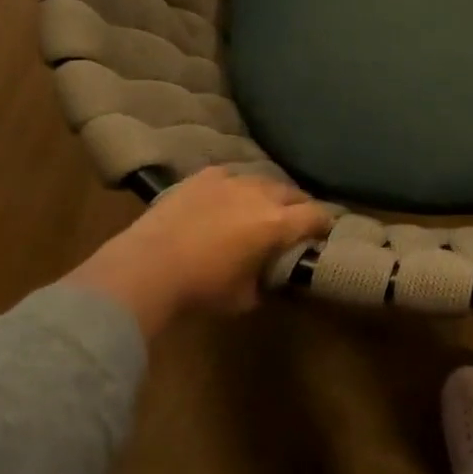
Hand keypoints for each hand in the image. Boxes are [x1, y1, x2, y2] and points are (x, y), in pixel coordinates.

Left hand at [64, 168, 331, 336]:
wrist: (147, 267)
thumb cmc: (201, 289)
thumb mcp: (244, 298)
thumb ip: (266, 282)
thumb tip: (270, 276)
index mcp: (277, 225)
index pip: (317, 215)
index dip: (325, 224)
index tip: (325, 232)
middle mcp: (260, 195)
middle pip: (293, 193)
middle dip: (299, 207)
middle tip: (294, 223)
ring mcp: (230, 180)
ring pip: (262, 180)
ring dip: (269, 194)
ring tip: (261, 208)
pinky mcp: (202, 177)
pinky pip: (231, 175)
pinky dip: (236, 187)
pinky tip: (228, 198)